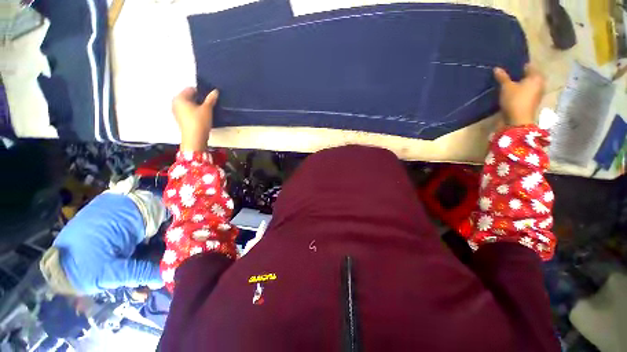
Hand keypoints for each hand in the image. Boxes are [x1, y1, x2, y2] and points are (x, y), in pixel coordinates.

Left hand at [172, 87, 218, 151]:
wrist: (195, 139)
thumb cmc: (199, 121)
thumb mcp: (207, 109)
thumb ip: (211, 99)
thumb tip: (215, 91)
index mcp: (179, 98)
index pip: (191, 89)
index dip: (202, 91)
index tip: (211, 96)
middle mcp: (175, 103)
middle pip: (189, 97)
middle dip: (199, 99)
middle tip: (210, 103)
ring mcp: (177, 112)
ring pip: (189, 105)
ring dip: (198, 106)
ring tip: (208, 110)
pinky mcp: (181, 120)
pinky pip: (188, 112)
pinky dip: (195, 112)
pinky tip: (203, 116)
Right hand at [494, 64, 544, 126]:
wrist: (517, 120)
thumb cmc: (515, 100)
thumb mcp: (506, 87)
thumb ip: (502, 77)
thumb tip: (497, 68)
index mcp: (536, 77)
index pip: (529, 66)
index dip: (520, 65)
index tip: (510, 65)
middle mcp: (539, 83)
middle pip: (529, 76)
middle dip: (520, 75)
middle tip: (508, 73)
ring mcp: (536, 94)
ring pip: (527, 85)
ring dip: (519, 84)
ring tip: (508, 83)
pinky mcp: (531, 102)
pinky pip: (525, 93)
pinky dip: (519, 91)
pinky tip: (511, 91)